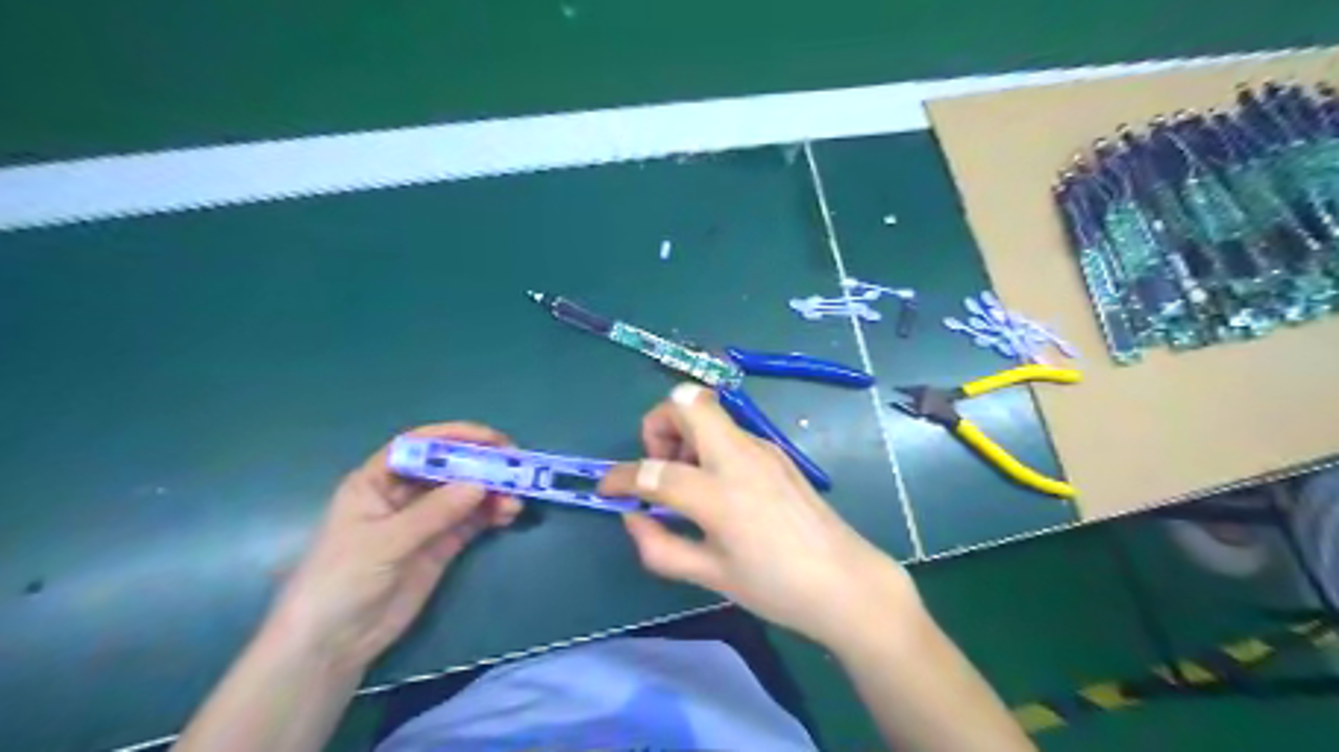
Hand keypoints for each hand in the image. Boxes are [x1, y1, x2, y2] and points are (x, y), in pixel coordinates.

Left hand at [266, 421, 522, 671]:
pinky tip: (508, 514)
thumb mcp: (385, 542)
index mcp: (376, 481)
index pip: (418, 445)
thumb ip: (433, 513)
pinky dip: (491, 514)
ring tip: (515, 500)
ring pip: (464, 494)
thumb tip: (480, 483)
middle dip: (481, 464)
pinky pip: (471, 521)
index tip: (491, 439)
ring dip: (491, 492)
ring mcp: (424, 521)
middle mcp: (402, 494)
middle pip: (447, 467)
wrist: (331, 645)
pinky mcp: (440, 546)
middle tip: (515, 467)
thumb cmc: (340, 581)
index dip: (454, 436)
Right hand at [605, 384, 922, 647]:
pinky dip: (707, 444)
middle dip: (657, 423)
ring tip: (687, 481)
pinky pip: (729, 430)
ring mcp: (762, 448)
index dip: (621, 477)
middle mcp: (740, 457)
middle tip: (659, 465)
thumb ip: (660, 546)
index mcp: (721, 494)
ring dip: (683, 433)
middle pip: (687, 401)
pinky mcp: (776, 451)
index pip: (655, 470)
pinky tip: (717, 485)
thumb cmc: (777, 587)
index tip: (608, 489)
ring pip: (709, 410)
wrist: (846, 582)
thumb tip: (632, 515)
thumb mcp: (711, 576)